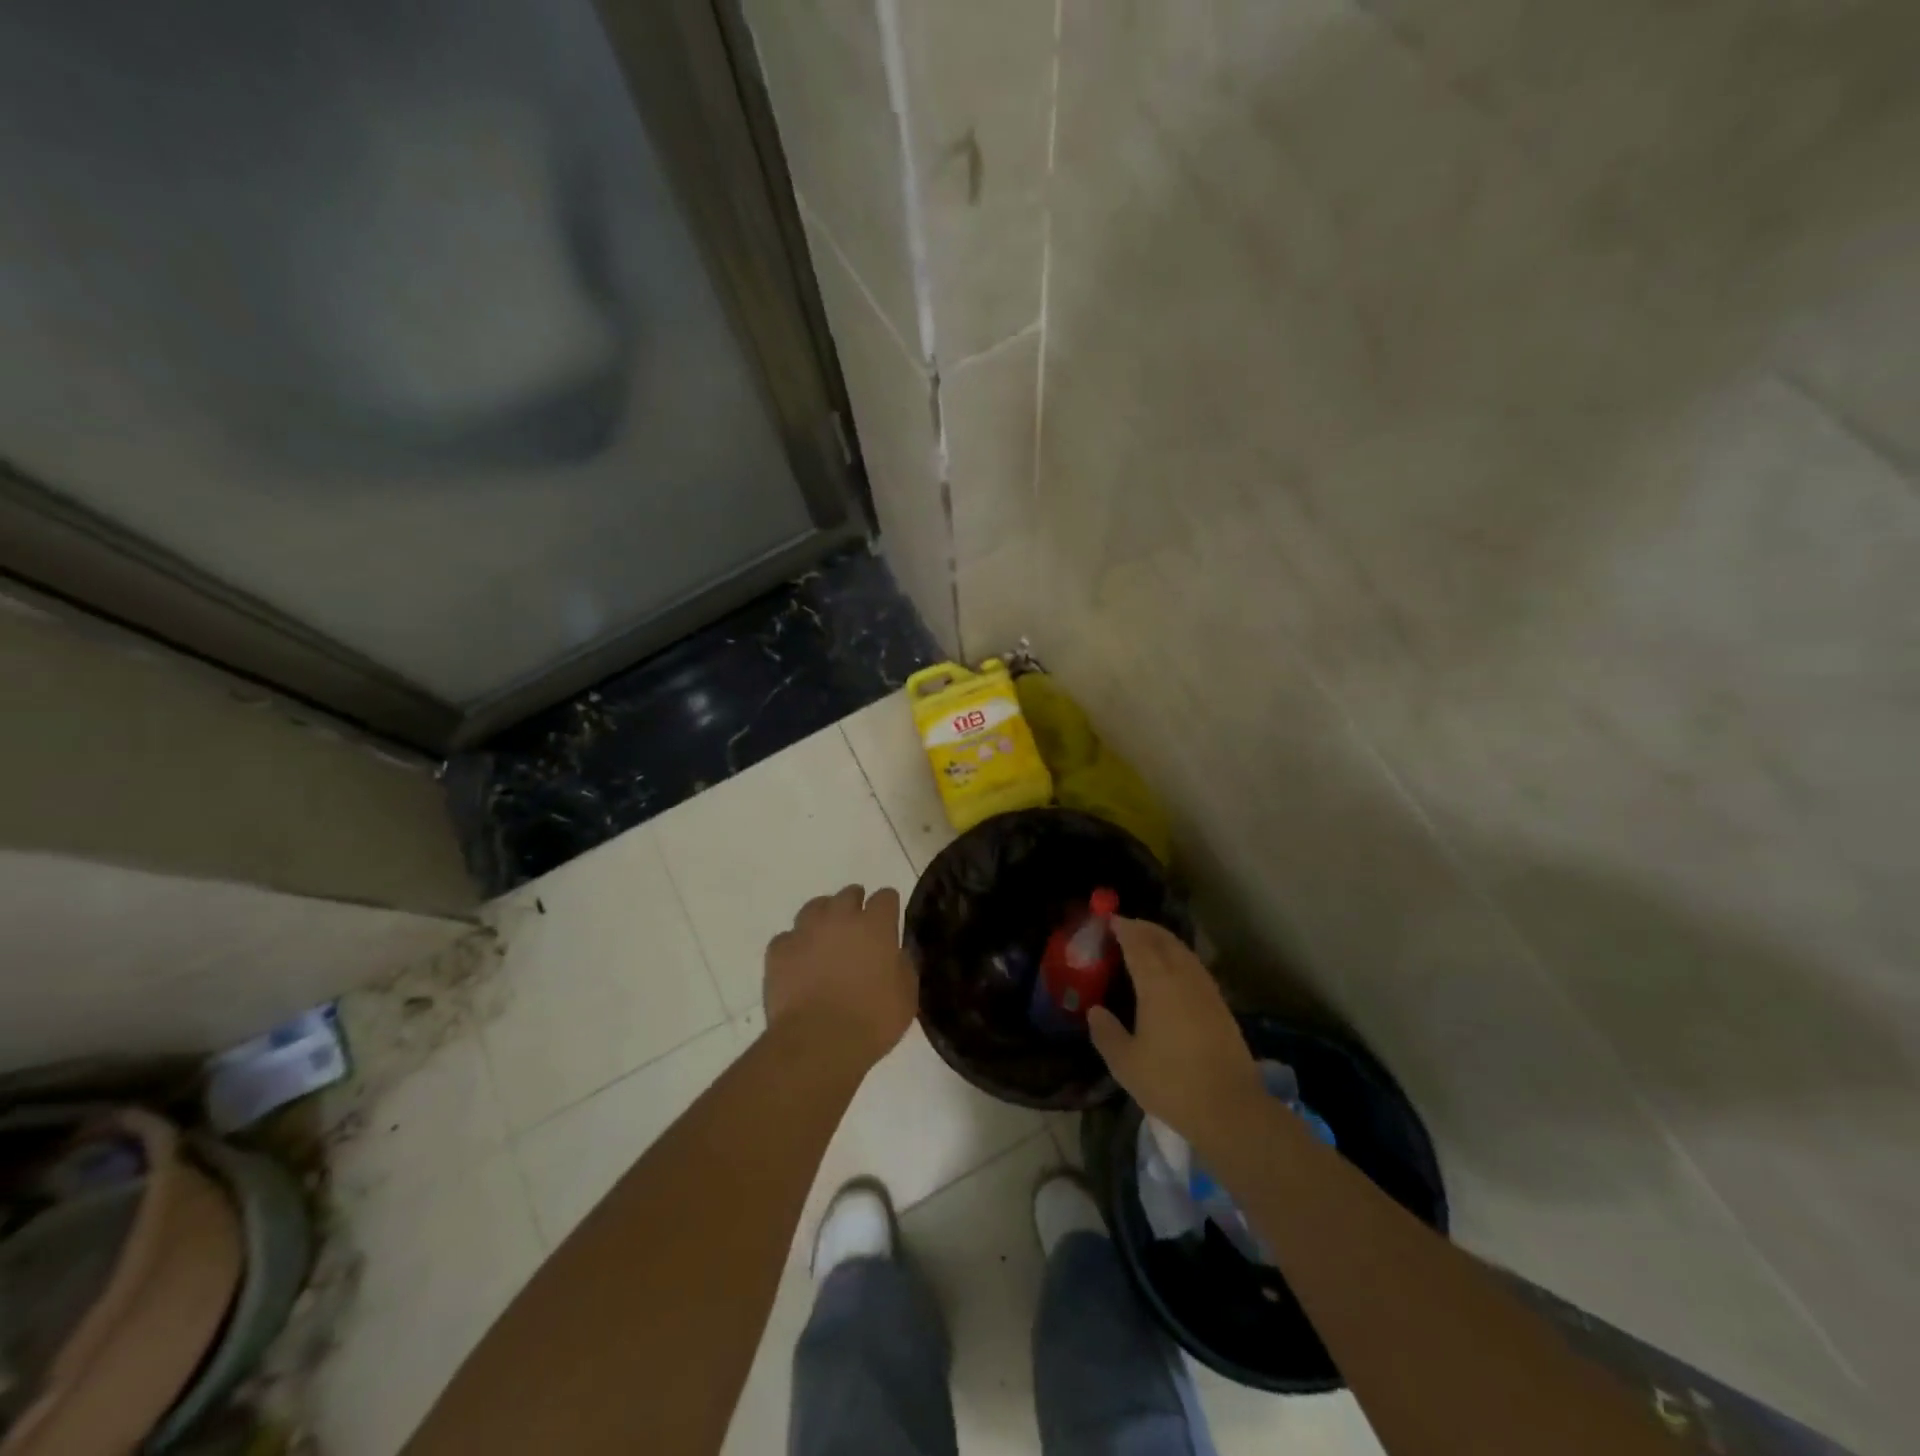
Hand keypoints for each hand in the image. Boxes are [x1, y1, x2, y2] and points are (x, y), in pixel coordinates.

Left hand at [764, 885, 915, 1068]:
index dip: (888, 906)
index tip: (889, 920)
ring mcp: (806, 931)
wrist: (818, 1041)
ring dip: (824, 917)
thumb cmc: (872, 1020)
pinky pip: (788, 937)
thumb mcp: (906, 995)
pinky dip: (795, 945)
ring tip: (826, 938)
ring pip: (815, 907)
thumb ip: (903, 965)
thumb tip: (896, 954)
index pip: (886, 897)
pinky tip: (799, 962)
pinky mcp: (779, 950)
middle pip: (848, 894)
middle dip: (855, 905)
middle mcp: (840, 918)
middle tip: (858, 928)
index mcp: (875, 925)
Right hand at [1089, 917, 1264, 1143]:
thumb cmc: (1171, 1082)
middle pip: (1163, 940)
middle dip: (1144, 928)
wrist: (1230, 1108)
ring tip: (1148, 943)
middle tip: (1126, 926)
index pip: (1137, 943)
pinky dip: (1179, 958)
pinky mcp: (1221, 1006)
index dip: (1123, 928)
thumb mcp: (1125, 1063)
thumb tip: (1095, 1011)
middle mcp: (1182, 977)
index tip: (1110, 920)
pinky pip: (1194, 967)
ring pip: (1183, 952)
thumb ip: (1106, 1033)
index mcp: (1156, 983)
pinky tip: (1174, 972)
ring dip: (1164, 940)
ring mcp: (1206, 990)